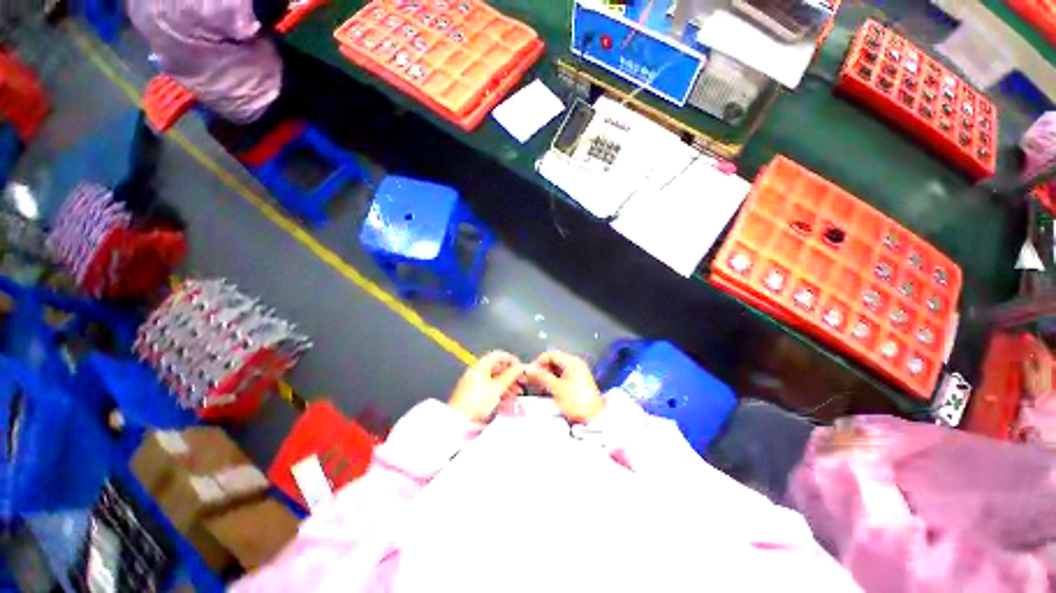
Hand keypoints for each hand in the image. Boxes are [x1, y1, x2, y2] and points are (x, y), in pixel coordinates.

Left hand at [448, 351, 525, 421]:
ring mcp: (473, 382)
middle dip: (511, 376)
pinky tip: (506, 401)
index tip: (521, 368)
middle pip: (497, 368)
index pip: (499, 355)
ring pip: (494, 380)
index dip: (512, 360)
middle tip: (520, 382)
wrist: (459, 420)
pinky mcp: (472, 394)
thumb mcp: (498, 387)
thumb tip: (521, 367)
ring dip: (507, 385)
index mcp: (481, 365)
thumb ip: (511, 375)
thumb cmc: (476, 402)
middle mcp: (476, 371)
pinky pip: (489, 389)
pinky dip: (499, 392)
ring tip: (516, 395)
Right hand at [525, 351, 603, 422]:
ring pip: (557, 369)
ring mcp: (577, 372)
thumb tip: (527, 369)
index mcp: (571, 361)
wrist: (594, 418)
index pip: (549, 355)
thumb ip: (541, 377)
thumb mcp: (556, 388)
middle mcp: (575, 363)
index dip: (537, 362)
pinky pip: (562, 376)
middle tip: (532, 381)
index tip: (529, 373)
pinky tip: (547, 390)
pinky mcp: (578, 382)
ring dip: (547, 376)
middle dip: (542, 370)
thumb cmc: (574, 400)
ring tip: (538, 387)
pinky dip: (553, 381)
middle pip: (553, 361)